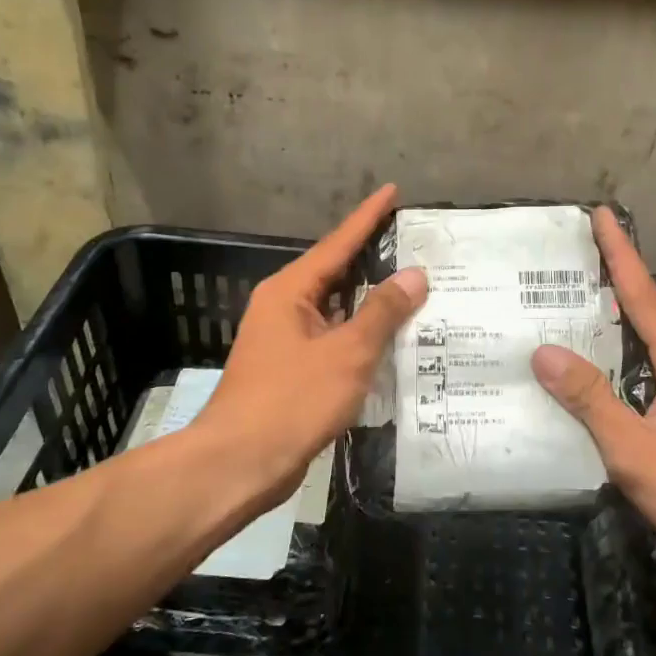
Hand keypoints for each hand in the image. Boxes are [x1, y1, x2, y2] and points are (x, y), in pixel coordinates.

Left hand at [193, 186, 426, 513]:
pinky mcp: (290, 370)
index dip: (367, 217)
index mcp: (290, 291)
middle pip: (336, 273)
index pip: (338, 243)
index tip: (392, 191)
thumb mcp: (346, 353)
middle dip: (374, 258)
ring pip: (336, 309)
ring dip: (370, 302)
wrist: (239, 464)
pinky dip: (360, 335)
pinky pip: (333, 339)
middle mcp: (284, 307)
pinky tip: (390, 341)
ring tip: (414, 289)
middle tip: (416, 244)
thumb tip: (414, 275)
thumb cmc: (291, 401)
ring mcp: (284, 340)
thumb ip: (382, 312)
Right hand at [531, 208, 655, 584]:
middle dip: (612, 281)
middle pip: (646, 314)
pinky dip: (618, 362)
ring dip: (614, 323)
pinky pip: (646, 375)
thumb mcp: (638, 451)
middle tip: (569, 261)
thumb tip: (545, 352)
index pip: (645, 297)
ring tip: (569, 309)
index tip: (602, 215)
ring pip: (646, 347)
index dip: (621, 254)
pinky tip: (594, 378)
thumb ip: (592, 402)